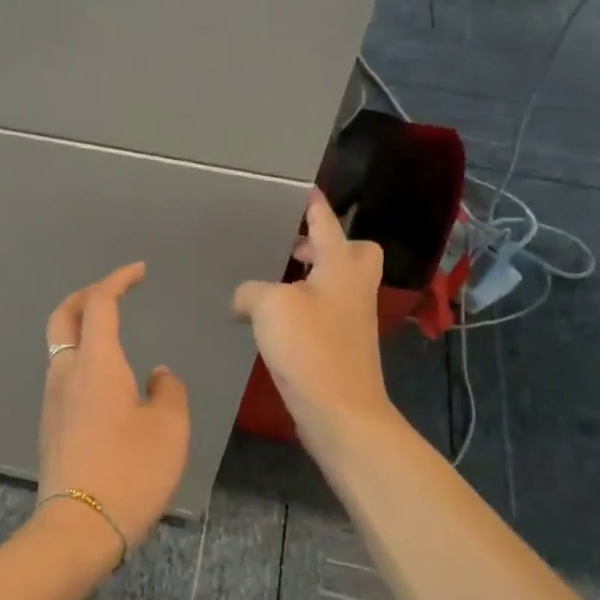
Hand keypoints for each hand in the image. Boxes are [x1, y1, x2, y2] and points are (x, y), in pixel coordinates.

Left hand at [39, 262, 190, 547]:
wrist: (79, 526)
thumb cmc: (131, 471)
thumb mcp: (169, 428)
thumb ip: (168, 391)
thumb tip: (156, 375)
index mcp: (96, 363)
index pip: (100, 304)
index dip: (117, 280)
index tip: (138, 272)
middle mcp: (66, 373)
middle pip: (64, 316)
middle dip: (86, 296)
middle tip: (113, 292)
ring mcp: (52, 400)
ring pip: (60, 347)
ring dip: (82, 329)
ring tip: (114, 336)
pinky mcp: (50, 425)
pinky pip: (63, 376)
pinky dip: (82, 360)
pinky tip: (107, 383)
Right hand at [233, 190, 397, 450]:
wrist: (341, 411)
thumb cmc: (310, 348)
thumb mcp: (270, 306)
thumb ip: (251, 291)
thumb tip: (245, 298)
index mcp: (342, 266)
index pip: (327, 221)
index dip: (313, 203)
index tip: (301, 188)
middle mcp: (354, 286)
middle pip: (349, 251)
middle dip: (323, 244)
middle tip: (290, 246)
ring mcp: (352, 318)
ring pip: (336, 282)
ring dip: (310, 277)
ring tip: (272, 282)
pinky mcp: (343, 346)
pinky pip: (324, 311)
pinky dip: (303, 307)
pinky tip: (273, 321)